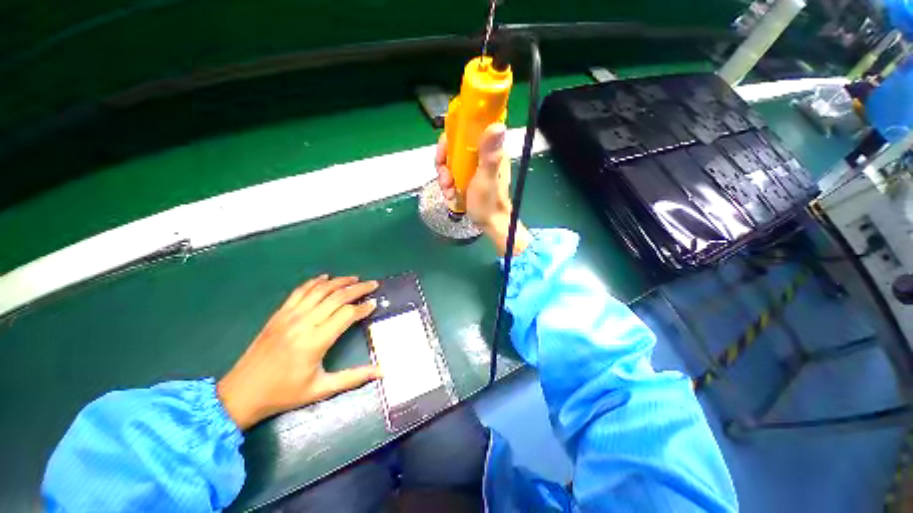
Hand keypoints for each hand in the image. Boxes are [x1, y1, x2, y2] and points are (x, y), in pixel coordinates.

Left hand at [217, 275, 380, 429]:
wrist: (241, 394)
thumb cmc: (284, 394)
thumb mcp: (321, 389)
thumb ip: (354, 378)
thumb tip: (382, 372)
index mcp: (315, 342)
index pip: (347, 314)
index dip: (363, 307)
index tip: (375, 304)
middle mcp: (303, 323)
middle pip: (337, 297)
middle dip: (358, 289)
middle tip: (373, 284)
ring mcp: (289, 316)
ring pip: (320, 290)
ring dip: (340, 281)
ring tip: (355, 278)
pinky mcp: (278, 314)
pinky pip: (299, 291)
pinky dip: (314, 282)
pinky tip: (325, 278)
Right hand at [436, 123, 530, 255]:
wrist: (490, 225)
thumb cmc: (489, 203)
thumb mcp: (487, 178)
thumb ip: (489, 154)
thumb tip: (497, 125)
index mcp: (490, 150)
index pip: (467, 130)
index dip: (451, 139)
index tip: (443, 154)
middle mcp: (482, 155)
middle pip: (455, 147)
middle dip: (445, 164)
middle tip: (445, 180)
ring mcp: (475, 168)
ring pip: (451, 162)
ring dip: (445, 177)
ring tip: (449, 191)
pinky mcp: (469, 178)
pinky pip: (453, 174)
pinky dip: (449, 184)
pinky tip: (451, 195)